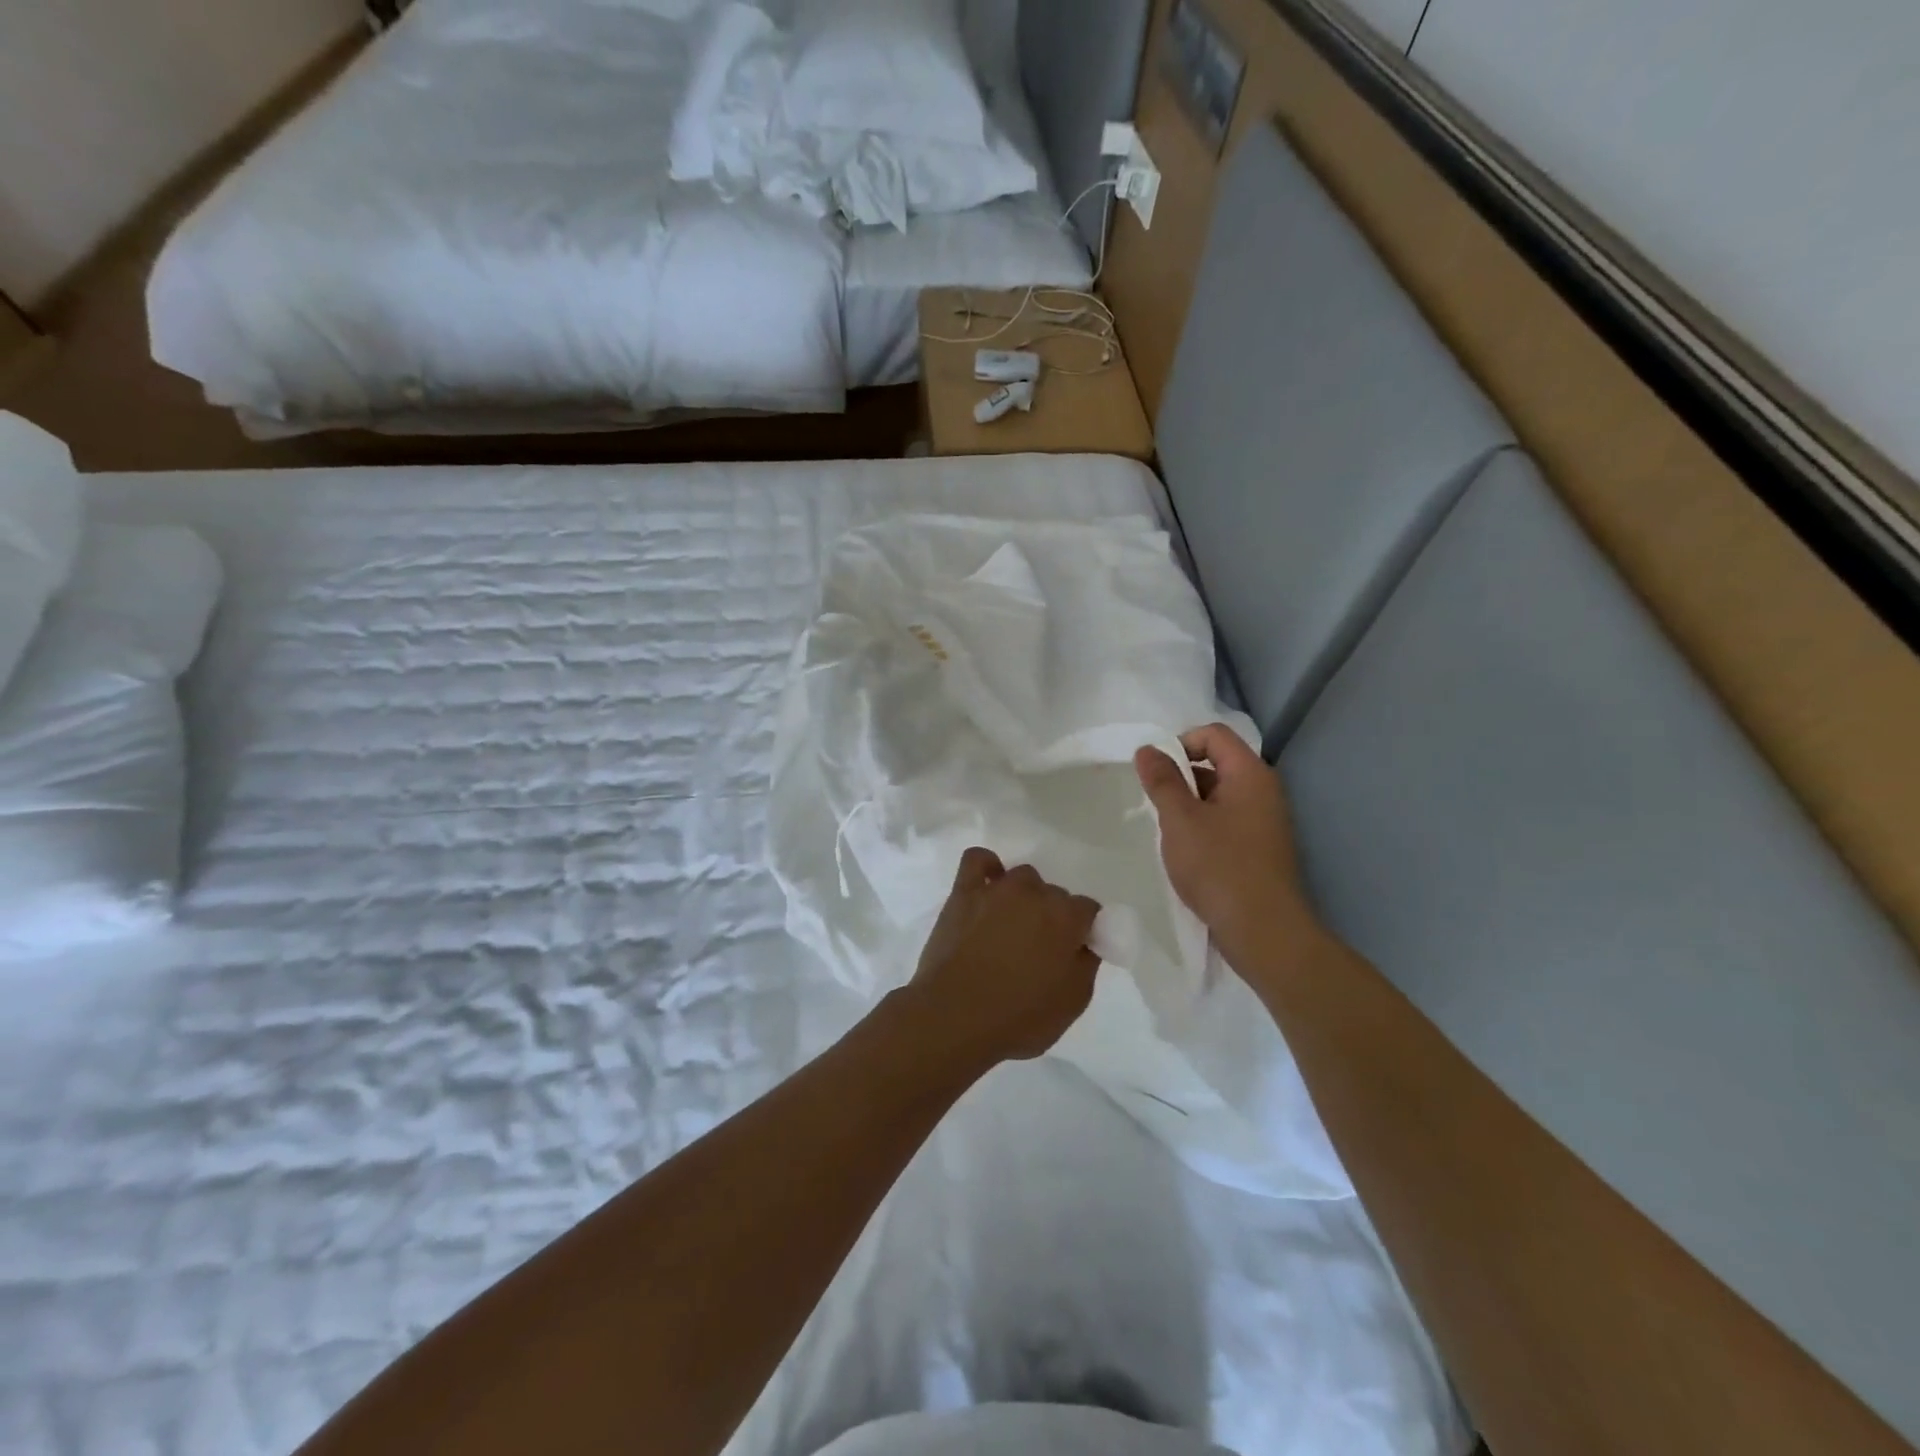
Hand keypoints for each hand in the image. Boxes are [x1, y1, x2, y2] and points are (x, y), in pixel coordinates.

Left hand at [903, 848, 1101, 1069]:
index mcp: (1066, 917)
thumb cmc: (1019, 1017)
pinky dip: (986, 867)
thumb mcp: (1073, 1002)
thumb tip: (1083, 943)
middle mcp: (1035, 893)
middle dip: (1051, 916)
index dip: (1082, 931)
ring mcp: (997, 888)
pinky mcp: (964, 891)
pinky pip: (978, 860)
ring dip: (1023, 897)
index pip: (1088, 910)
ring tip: (1010, 926)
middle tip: (1038, 949)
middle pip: (1054, 894)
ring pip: (1022, 878)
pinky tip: (987, 887)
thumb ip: (1086, 964)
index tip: (1072, 953)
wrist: (955, 1017)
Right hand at [1135, 724, 1314, 965]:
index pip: (1213, 734)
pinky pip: (1225, 821)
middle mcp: (1263, 791)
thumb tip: (1147, 749)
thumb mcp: (1180, 820)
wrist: (1263, 932)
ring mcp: (1264, 821)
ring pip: (1218, 795)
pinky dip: (1201, 827)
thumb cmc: (1219, 867)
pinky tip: (1185, 853)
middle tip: (1154, 804)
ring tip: (1166, 832)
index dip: (1179, 743)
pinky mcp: (1259, 848)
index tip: (1155, 774)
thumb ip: (1162, 780)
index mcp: (1250, 774)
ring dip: (1188, 805)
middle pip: (1216, 762)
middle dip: (1180, 776)